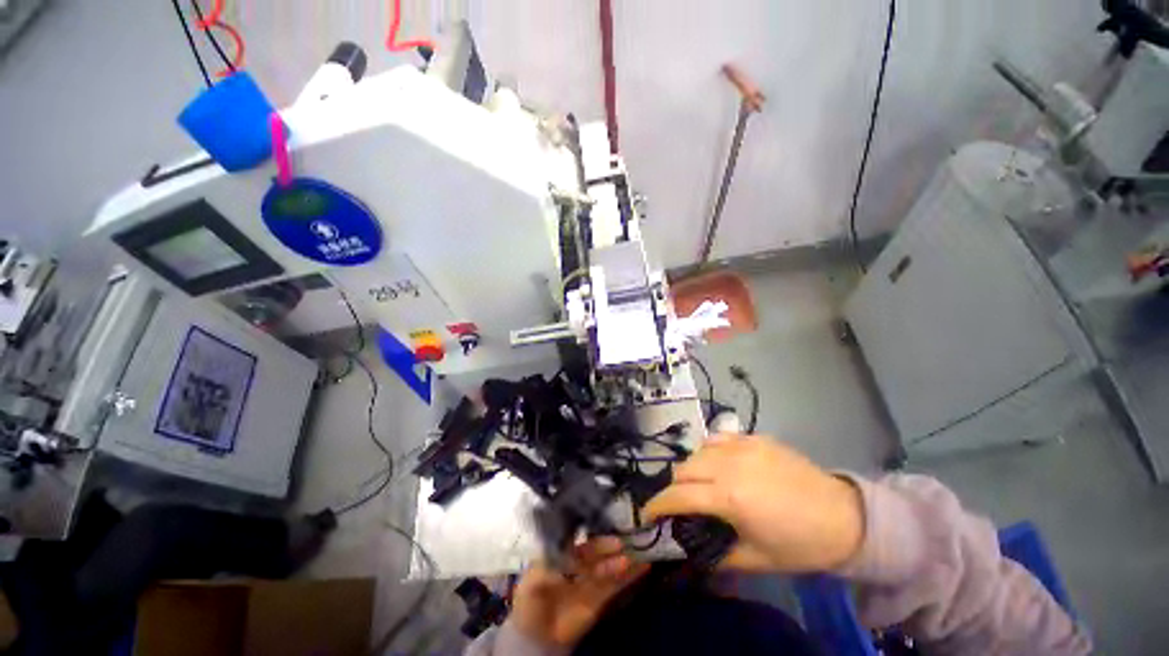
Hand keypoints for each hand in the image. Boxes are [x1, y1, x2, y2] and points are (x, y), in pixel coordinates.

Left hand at [511, 537, 648, 647]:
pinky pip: (616, 584)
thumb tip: (568, 559)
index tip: (599, 533)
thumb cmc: (530, 602)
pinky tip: (643, 567)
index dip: (589, 536)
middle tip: (621, 546)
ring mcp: (590, 579)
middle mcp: (578, 561)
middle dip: (609, 548)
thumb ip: (549, 567)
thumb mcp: (532, 582)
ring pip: (609, 566)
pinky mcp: (600, 597)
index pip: (579, 539)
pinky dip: (630, 576)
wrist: (536, 637)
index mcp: (561, 552)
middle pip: (596, 552)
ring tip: (638, 556)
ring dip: (623, 561)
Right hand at [644, 434, 863, 572]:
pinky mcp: (754, 437)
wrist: (844, 516)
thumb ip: (716, 555)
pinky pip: (718, 438)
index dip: (656, 506)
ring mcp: (742, 445)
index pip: (677, 496)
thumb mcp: (756, 560)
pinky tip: (719, 464)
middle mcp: (729, 464)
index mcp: (729, 497)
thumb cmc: (800, 544)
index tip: (645, 515)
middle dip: (674, 488)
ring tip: (701, 485)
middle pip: (682, 469)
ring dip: (691, 469)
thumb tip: (690, 549)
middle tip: (680, 504)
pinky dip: (709, 452)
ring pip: (697, 451)